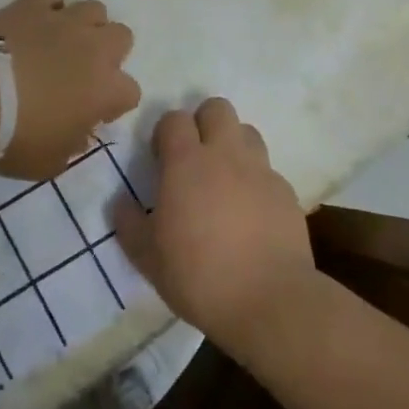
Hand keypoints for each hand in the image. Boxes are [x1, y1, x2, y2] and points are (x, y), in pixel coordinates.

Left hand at [0, 0, 139, 178]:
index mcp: (107, 89)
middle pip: (122, 37)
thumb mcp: (50, 162)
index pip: (130, 92)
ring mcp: (63, 21)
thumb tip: (78, 132)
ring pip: (94, 9)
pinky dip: (46, 6)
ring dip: (83, 25)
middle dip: (107, 53)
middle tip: (81, 71)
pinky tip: (33, 22)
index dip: (113, 104)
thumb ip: (72, 145)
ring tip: (60, 42)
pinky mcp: (31, 5)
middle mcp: (94, 48)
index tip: (92, 114)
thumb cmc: (14, 138)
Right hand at [116, 98, 313, 351]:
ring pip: (247, 132)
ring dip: (233, 145)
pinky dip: (256, 180)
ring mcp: (261, 171)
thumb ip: (128, 223)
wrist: (270, 301)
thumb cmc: (198, 276)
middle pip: (217, 108)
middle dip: (203, 122)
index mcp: (186, 163)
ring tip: (224, 180)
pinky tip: (250, 212)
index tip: (161, 160)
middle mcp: (225, 155)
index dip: (165, 132)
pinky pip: (267, 170)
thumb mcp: (147, 257)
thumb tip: (121, 203)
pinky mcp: (287, 192)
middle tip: (194, 158)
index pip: (174, 118)